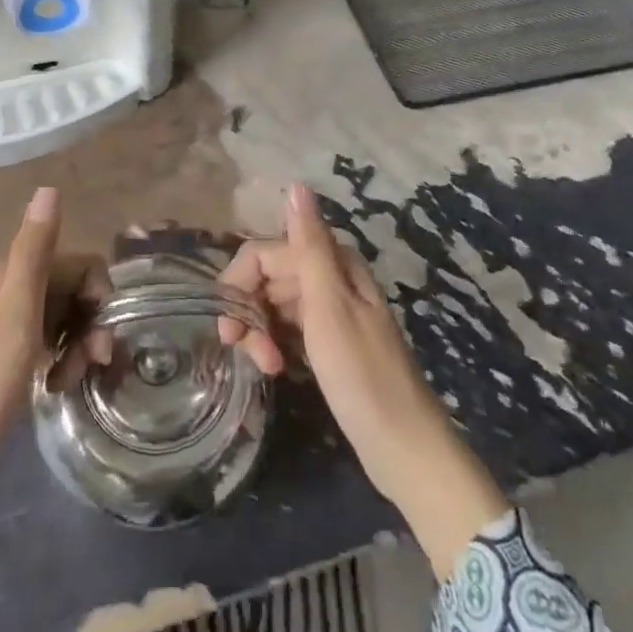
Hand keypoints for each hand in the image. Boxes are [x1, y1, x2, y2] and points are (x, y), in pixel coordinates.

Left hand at [0, 187, 109, 496]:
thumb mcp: (15, 318)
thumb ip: (35, 253)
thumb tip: (48, 187)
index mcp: (10, 275)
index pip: (80, 265)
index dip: (98, 297)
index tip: (99, 339)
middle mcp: (7, 290)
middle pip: (72, 291)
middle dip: (90, 326)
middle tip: (91, 366)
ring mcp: (3, 325)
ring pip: (62, 320)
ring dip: (77, 348)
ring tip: (66, 383)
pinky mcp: (2, 357)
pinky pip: (46, 345)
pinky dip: (58, 363)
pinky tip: (52, 388)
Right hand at [218, 184, 509, 574]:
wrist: (404, 446)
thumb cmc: (362, 374)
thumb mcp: (329, 307)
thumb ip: (309, 245)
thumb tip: (296, 185)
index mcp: (332, 263)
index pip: (265, 252)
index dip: (239, 282)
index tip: (229, 326)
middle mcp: (330, 277)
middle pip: (268, 276)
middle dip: (248, 310)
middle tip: (247, 353)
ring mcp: (330, 310)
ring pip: (274, 303)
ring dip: (259, 331)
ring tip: (266, 368)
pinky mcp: (328, 340)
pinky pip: (287, 327)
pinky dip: (274, 343)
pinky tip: (276, 368)